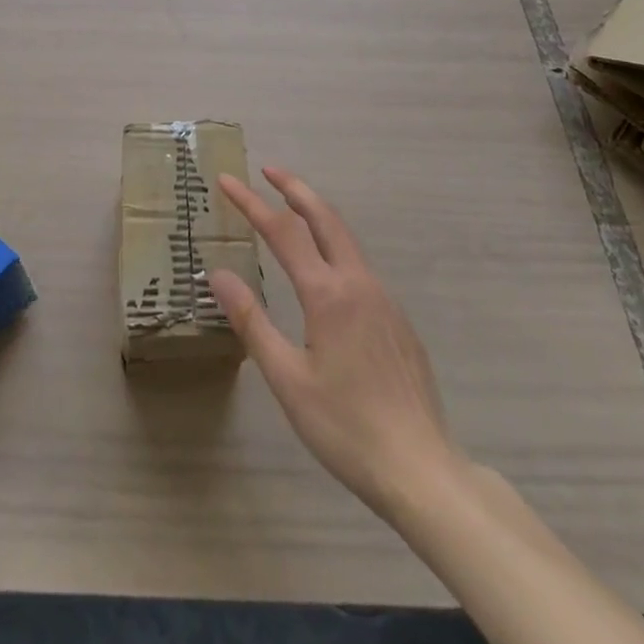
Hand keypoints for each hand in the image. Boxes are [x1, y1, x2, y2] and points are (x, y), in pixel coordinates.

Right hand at [210, 168, 461, 519]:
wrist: (423, 472)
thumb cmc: (346, 427)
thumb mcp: (287, 379)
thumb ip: (252, 321)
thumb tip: (220, 274)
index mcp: (328, 295)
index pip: (283, 231)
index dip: (252, 203)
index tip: (227, 181)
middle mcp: (359, 284)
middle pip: (326, 218)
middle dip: (295, 189)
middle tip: (268, 171)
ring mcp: (384, 301)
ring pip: (347, 241)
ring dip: (317, 216)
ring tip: (291, 211)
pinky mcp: (398, 322)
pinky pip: (360, 269)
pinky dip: (334, 248)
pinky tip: (324, 273)